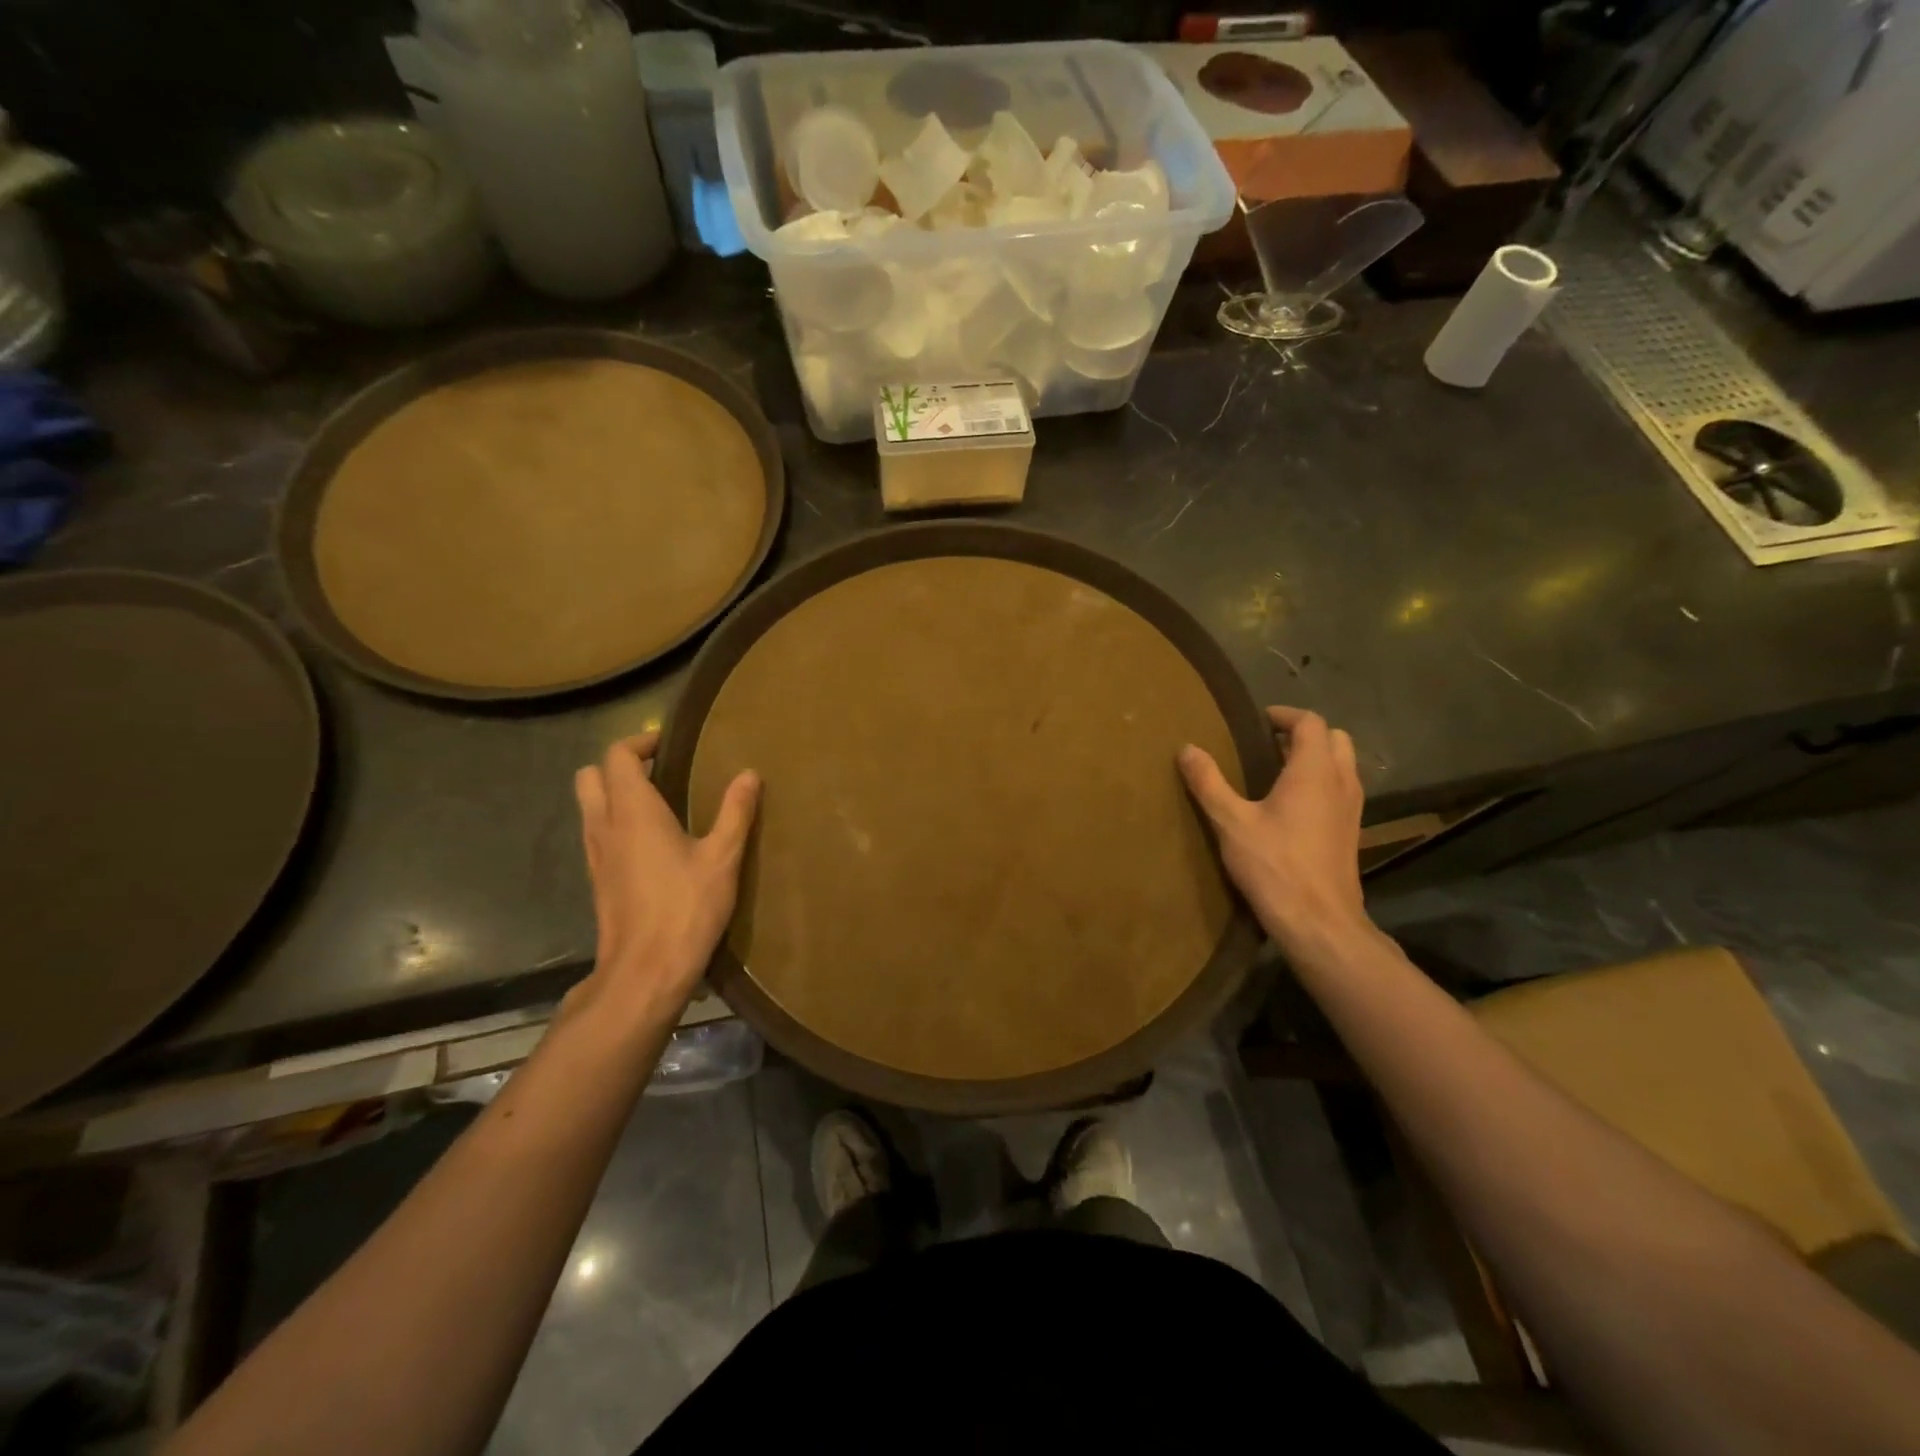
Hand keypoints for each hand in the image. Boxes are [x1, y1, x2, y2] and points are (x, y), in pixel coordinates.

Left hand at [571, 732, 759, 1023]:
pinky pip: (597, 832)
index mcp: (633, 811)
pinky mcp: (597, 878)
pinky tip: (651, 841)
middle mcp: (605, 825)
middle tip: (660, 770)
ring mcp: (595, 854)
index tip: (670, 744)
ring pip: (589, 805)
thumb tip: (749, 774)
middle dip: (620, 765)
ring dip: (615, 793)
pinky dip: (616, 822)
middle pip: (591, 775)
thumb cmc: (685, 908)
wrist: (644, 971)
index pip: (618, 756)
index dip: (640, 742)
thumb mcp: (722, 858)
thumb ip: (735, 812)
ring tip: (660, 802)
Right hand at [1179, 706, 1369, 956]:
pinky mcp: (1351, 832)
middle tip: (1269, 744)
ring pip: (1343, 765)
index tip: (1257, 721)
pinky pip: (1342, 790)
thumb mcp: (1231, 823)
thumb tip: (1187, 749)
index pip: (1310, 723)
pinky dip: (1322, 783)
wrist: (1319, 922)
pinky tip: (1293, 806)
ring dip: (1316, 758)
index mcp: (1313, 771)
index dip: (1284, 715)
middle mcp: (1340, 782)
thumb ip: (1209, 782)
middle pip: (1335, 739)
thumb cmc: (1275, 866)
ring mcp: (1352, 808)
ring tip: (1278, 772)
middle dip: (1305, 734)